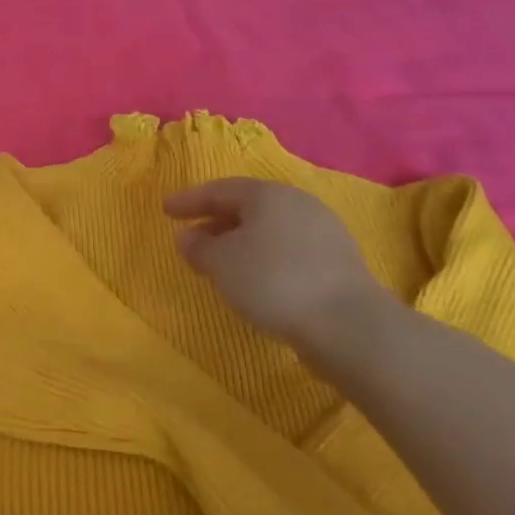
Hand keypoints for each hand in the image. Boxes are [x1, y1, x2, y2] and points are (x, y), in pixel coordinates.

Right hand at [164, 179, 392, 353]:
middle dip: (216, 220)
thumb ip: (199, 246)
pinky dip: (264, 257)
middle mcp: (298, 204)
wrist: (348, 325)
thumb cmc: (273, 282)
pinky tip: (254, 278)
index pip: (220, 189)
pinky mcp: (337, 262)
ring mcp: (324, 231)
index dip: (189, 200)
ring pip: (269, 229)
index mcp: (268, 195)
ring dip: (240, 241)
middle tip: (191, 236)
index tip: (165, 209)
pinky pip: (288, 249)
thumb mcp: (221, 263)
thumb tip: (188, 237)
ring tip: (220, 262)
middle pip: (248, 206)